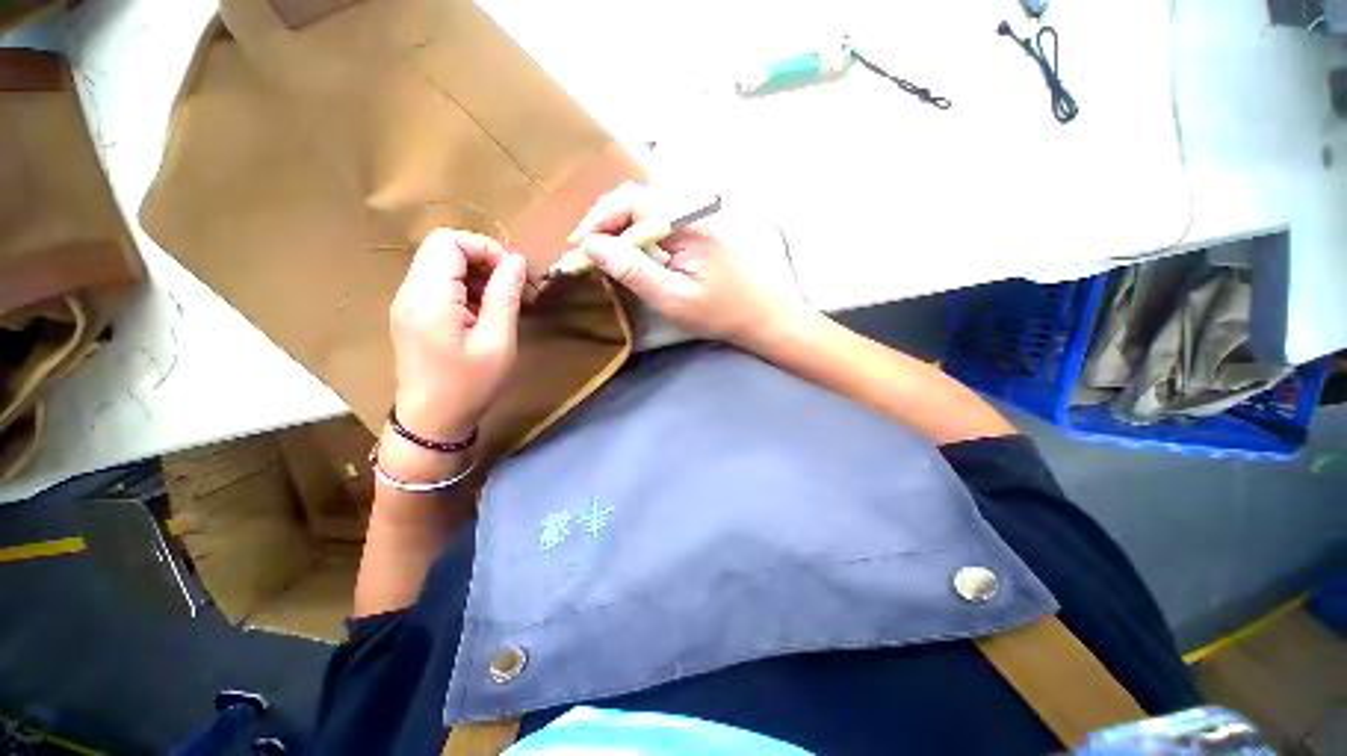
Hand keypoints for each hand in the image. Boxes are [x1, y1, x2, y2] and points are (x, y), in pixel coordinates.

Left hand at [389, 228, 525, 442]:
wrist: (432, 421)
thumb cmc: (469, 385)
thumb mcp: (498, 342)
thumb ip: (505, 296)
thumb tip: (516, 260)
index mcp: (429, 297)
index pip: (449, 241)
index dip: (485, 248)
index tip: (513, 275)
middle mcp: (410, 292)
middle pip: (443, 248)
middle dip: (484, 259)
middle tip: (512, 288)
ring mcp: (407, 302)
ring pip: (441, 264)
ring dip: (477, 275)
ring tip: (502, 303)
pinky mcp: (412, 313)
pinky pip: (439, 284)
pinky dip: (466, 288)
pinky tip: (484, 313)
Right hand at [569, 183, 797, 346]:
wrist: (755, 315)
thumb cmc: (717, 311)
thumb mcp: (672, 298)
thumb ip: (633, 270)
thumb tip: (592, 246)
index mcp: (684, 224)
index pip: (631, 201)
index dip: (598, 219)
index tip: (579, 246)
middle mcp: (685, 213)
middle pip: (633, 200)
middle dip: (602, 222)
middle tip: (583, 252)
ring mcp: (688, 222)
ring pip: (640, 211)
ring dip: (613, 228)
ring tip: (596, 254)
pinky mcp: (689, 234)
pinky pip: (651, 224)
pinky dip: (629, 236)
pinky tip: (622, 255)